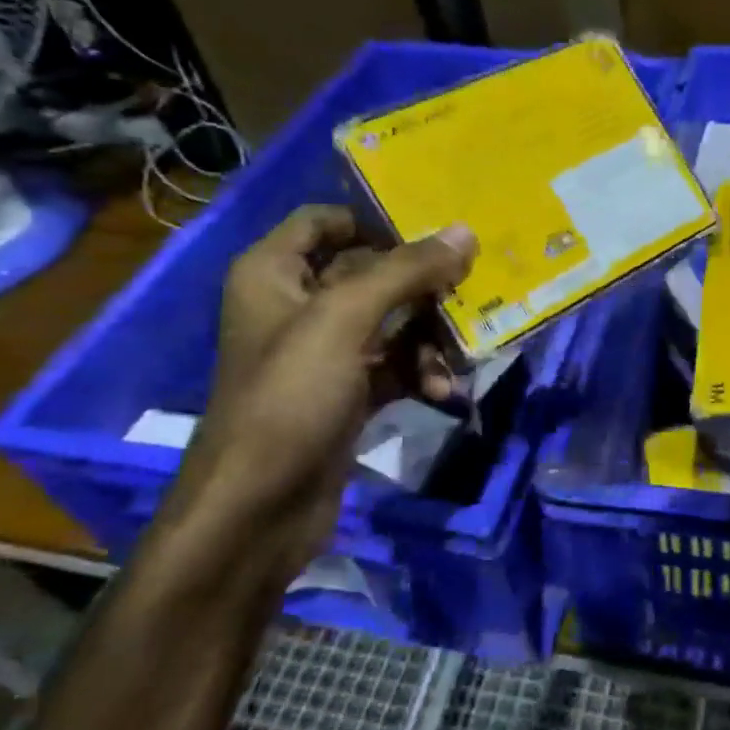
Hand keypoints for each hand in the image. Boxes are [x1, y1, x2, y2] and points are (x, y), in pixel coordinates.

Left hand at [155, 206, 475, 589]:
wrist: (259, 508)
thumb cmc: (291, 396)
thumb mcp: (346, 320)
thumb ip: (406, 271)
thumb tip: (464, 232)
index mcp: (275, 272)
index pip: (327, 221)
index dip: (378, 220)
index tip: (436, 231)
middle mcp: (296, 305)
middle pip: (371, 273)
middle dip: (421, 286)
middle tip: (470, 290)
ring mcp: (323, 354)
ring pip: (391, 322)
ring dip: (428, 337)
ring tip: (456, 358)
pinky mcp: (346, 394)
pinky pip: (394, 366)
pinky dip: (420, 372)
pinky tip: (442, 391)